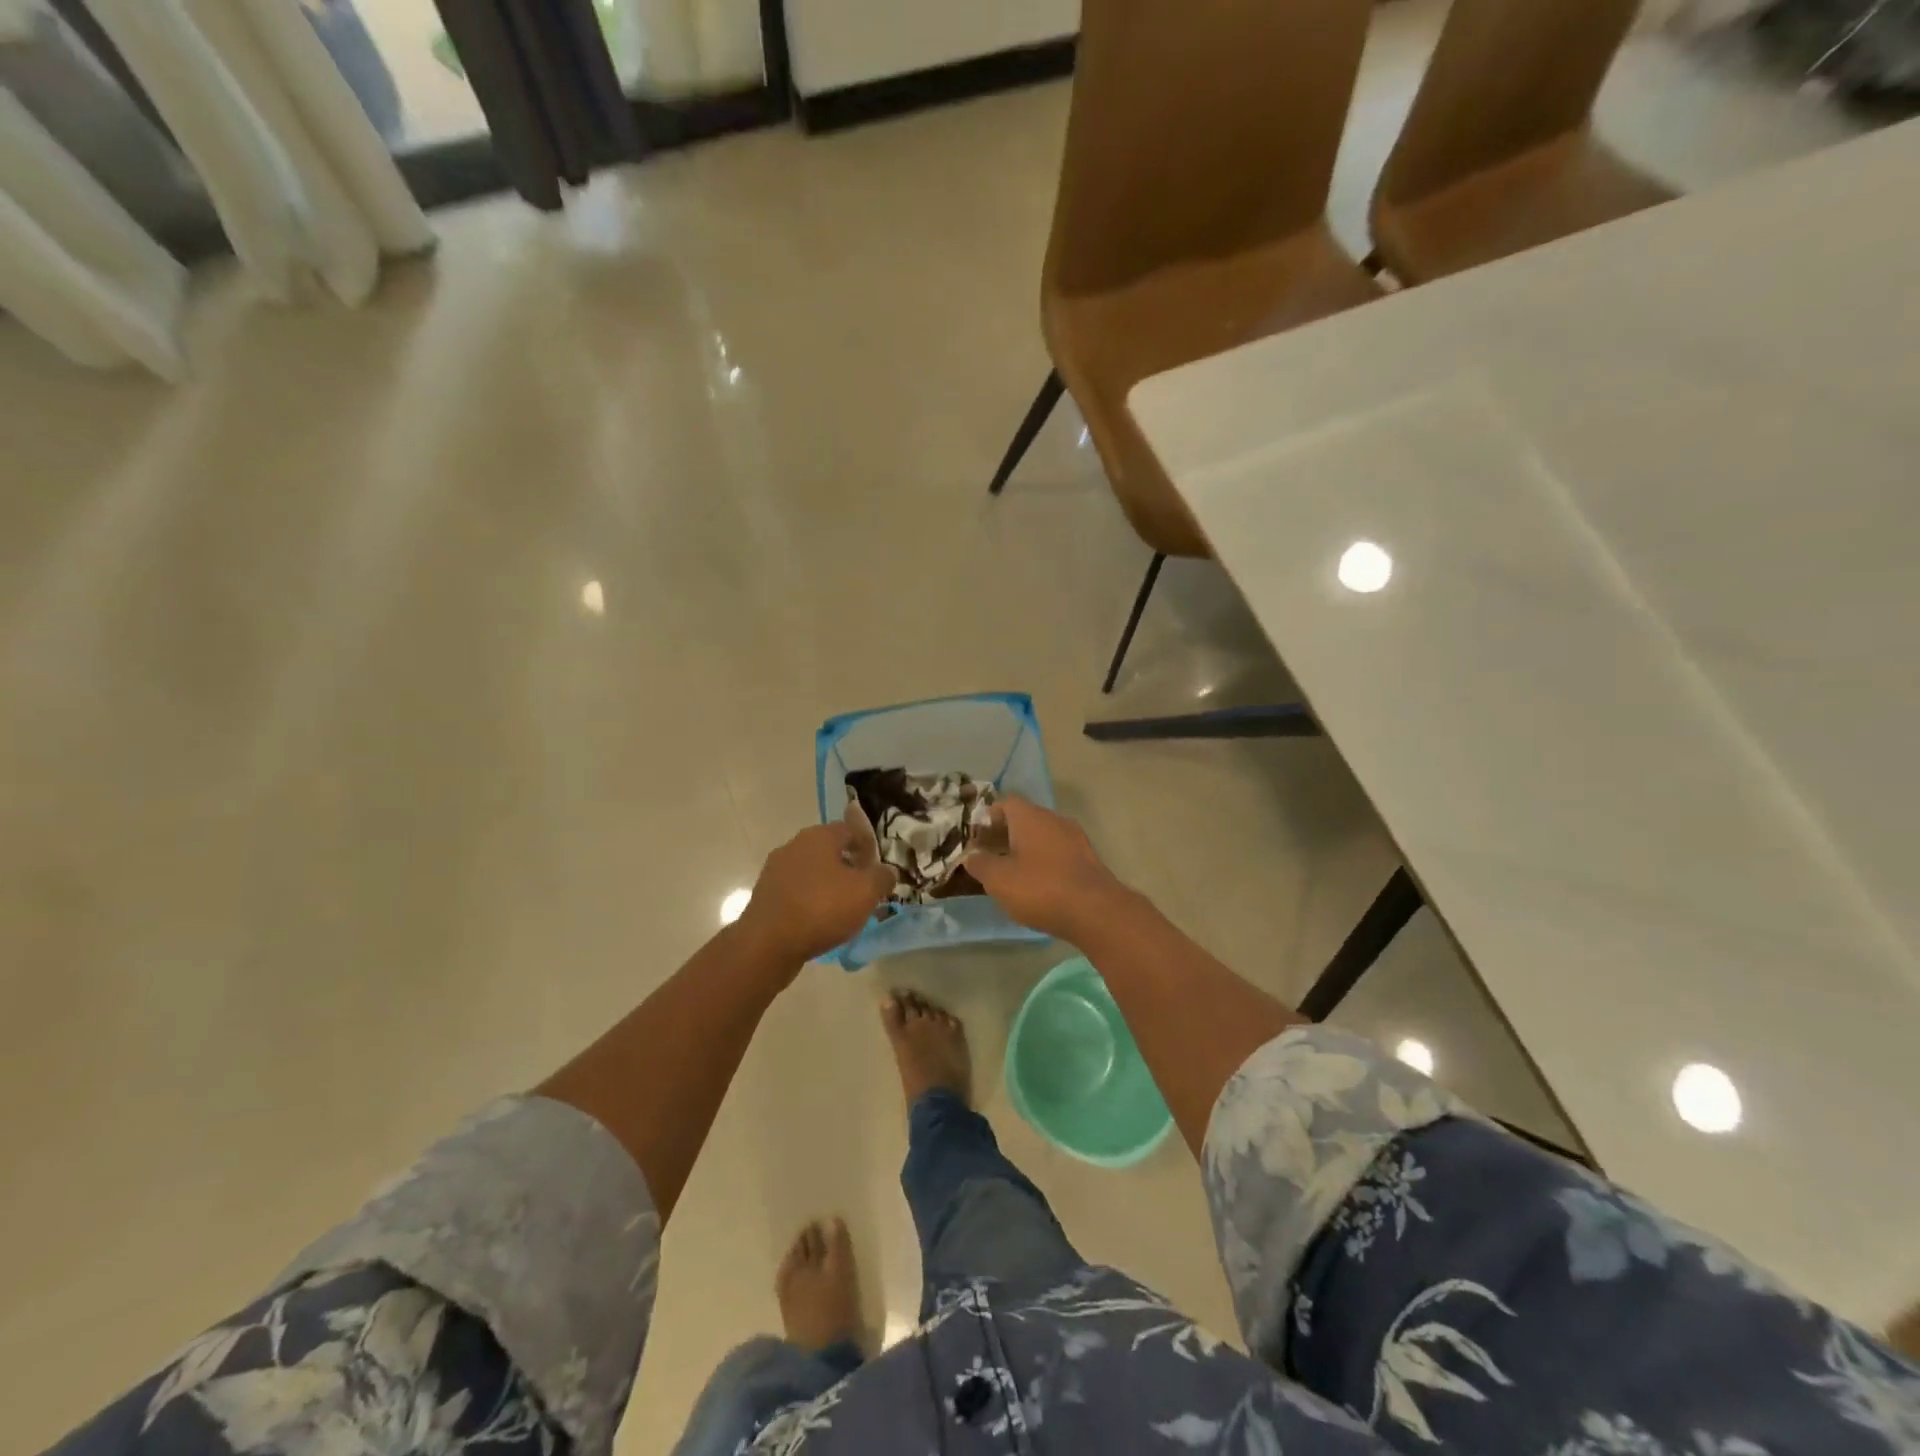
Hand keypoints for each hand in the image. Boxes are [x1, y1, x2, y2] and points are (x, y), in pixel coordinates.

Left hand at [737, 823, 893, 967]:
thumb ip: (883, 877)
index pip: (851, 830)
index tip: (878, 869)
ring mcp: (776, 869)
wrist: (768, 943)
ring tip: (843, 909)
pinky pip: (797, 891)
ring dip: (829, 884)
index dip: (869, 847)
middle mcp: (795, 845)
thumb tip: (887, 871)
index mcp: (819, 836)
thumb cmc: (822, 908)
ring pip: (812, 871)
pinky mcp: (766, 894)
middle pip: (830, 850)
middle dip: (849, 866)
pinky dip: (811, 900)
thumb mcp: (866, 892)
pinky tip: (820, 921)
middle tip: (864, 889)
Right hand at [965, 797, 1128, 940]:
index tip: (977, 840)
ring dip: (1025, 850)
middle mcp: (1054, 820)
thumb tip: (972, 856)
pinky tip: (1038, 886)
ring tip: (1011, 875)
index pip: (1005, 803)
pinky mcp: (1088, 860)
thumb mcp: (998, 879)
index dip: (988, 819)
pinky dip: (1044, 863)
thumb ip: (980, 864)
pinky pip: (1058, 853)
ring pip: (1043, 837)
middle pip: (1024, 819)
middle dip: (1005, 836)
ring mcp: (1075, 839)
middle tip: (989, 858)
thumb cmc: (1040, 888)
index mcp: (1030, 817)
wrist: (1095, 911)